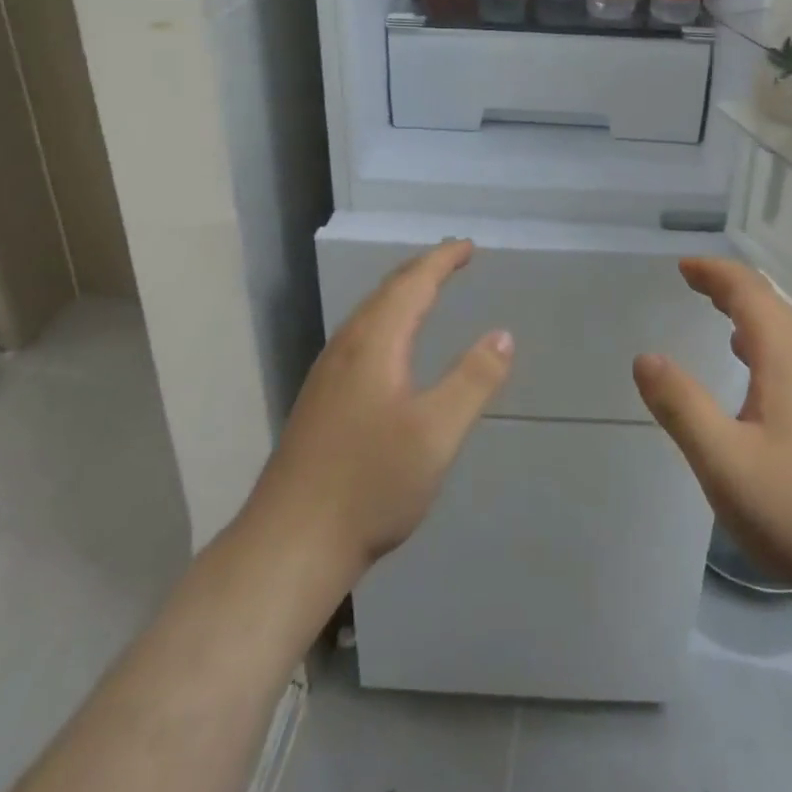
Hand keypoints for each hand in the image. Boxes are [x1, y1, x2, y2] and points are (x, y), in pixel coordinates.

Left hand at [252, 240, 512, 575]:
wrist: (289, 546)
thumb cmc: (370, 485)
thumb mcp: (436, 434)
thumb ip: (473, 380)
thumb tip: (502, 335)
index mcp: (374, 343)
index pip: (412, 284)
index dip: (441, 260)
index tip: (467, 246)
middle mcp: (346, 348)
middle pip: (386, 293)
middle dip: (421, 270)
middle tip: (452, 258)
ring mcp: (327, 375)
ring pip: (368, 315)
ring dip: (400, 294)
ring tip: (425, 289)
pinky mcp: (319, 400)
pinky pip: (359, 336)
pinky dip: (386, 319)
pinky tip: (389, 346)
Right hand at [633, 257, 791, 594]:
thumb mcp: (723, 460)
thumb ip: (681, 405)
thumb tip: (645, 358)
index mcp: (789, 359)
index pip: (750, 292)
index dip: (715, 273)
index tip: (683, 267)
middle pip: (772, 305)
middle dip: (730, 288)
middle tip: (693, 283)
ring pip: (787, 332)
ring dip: (750, 314)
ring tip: (718, 314)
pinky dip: (766, 344)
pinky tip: (754, 373)